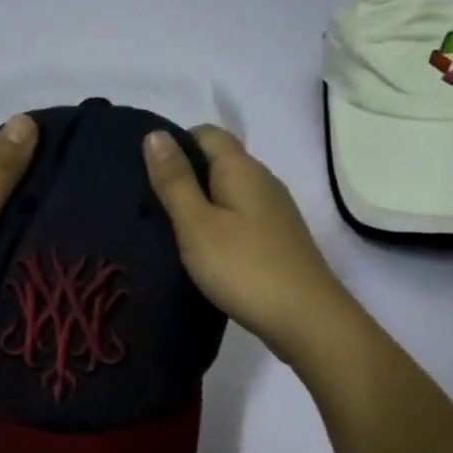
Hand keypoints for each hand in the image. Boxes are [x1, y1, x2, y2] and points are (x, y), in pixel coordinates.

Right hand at [143, 124, 354, 364]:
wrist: (305, 319)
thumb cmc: (244, 268)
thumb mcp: (197, 224)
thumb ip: (175, 181)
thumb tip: (155, 134)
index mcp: (242, 168)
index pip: (206, 133)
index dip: (175, 144)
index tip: (147, 173)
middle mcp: (263, 181)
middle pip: (218, 163)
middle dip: (184, 177)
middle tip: (148, 207)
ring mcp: (275, 212)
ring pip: (229, 194)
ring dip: (200, 206)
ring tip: (168, 232)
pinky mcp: (278, 241)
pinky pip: (240, 220)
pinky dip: (219, 228)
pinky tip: (203, 253)